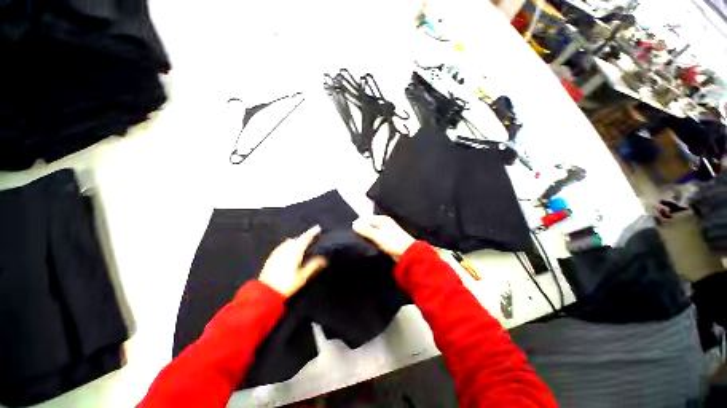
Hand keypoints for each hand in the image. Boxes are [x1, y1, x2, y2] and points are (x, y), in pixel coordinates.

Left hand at [258, 225, 326, 297]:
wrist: (265, 291)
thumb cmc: (287, 284)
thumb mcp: (303, 276)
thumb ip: (314, 265)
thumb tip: (324, 258)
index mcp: (295, 251)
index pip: (305, 238)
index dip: (312, 232)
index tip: (318, 228)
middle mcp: (286, 248)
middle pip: (297, 238)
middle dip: (304, 237)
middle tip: (311, 239)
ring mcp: (277, 251)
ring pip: (289, 241)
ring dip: (296, 241)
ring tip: (301, 245)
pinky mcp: (272, 256)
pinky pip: (282, 246)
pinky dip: (289, 245)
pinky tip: (289, 251)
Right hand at [353, 216, 415, 260]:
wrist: (407, 253)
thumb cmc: (393, 242)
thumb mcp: (378, 236)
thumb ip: (366, 230)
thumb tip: (354, 225)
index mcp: (383, 219)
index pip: (367, 218)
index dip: (359, 224)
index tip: (352, 231)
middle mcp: (384, 223)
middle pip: (369, 224)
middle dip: (362, 229)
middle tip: (354, 236)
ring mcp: (386, 231)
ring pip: (372, 231)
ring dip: (367, 235)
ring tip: (359, 240)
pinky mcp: (386, 239)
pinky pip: (376, 237)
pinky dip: (371, 240)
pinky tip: (367, 244)